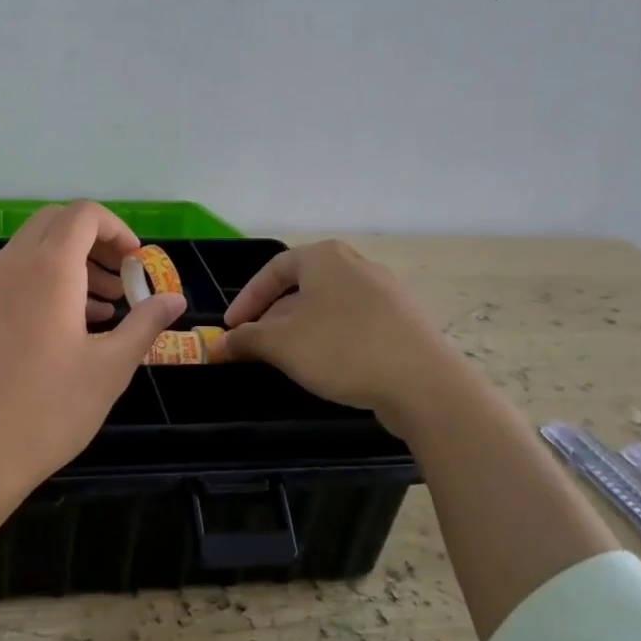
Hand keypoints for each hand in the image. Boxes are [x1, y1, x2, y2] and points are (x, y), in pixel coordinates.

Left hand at [0, 201, 186, 502]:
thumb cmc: (50, 408)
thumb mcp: (111, 367)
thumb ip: (145, 324)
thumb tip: (175, 299)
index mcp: (49, 267)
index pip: (84, 214)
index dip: (117, 229)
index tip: (138, 263)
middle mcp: (15, 264)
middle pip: (57, 222)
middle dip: (96, 240)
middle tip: (124, 277)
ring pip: (37, 246)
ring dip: (75, 260)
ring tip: (109, 305)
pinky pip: (21, 272)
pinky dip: (52, 279)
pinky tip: (78, 323)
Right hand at [208, 240, 474, 436]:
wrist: (423, 383)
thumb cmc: (341, 349)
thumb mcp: (280, 344)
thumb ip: (245, 340)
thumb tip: (217, 345)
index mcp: (325, 257)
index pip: (273, 270)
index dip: (245, 300)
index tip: (230, 329)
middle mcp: (357, 265)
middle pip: (301, 288)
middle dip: (273, 318)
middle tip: (256, 346)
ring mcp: (386, 293)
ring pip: (328, 308)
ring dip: (300, 331)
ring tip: (287, 360)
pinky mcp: (404, 322)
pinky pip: (355, 324)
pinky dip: (332, 340)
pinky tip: (328, 367)